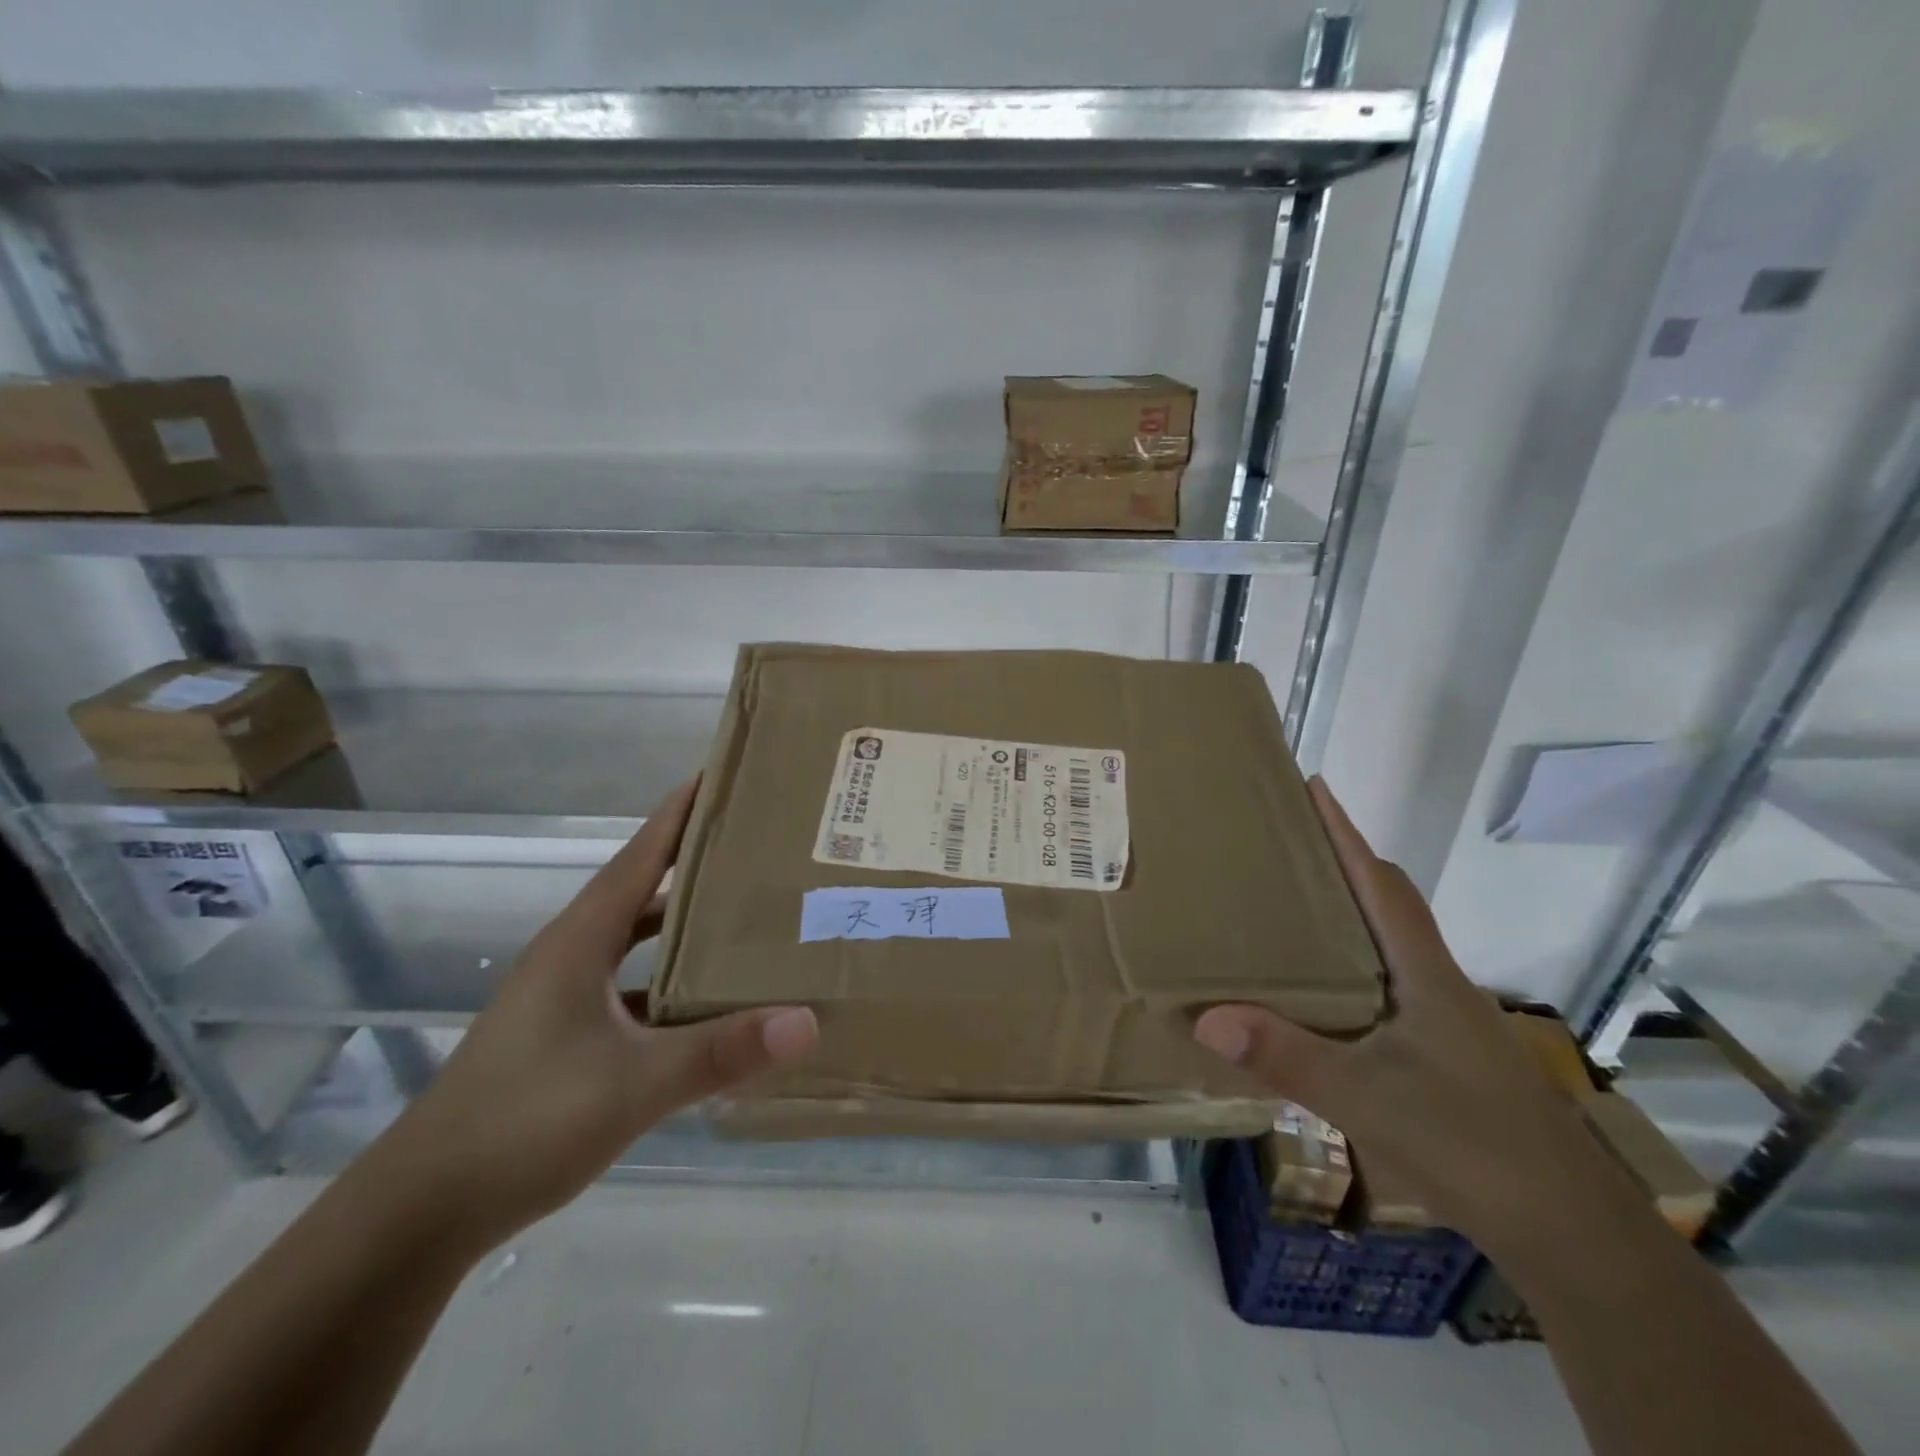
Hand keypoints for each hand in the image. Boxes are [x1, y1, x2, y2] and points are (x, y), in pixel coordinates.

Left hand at [370, 779, 817, 1249]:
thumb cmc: (525, 1122)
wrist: (422, 1211)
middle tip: (756, 843)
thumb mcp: (635, 1084)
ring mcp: (564, 997)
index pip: (640, 856)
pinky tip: (707, 998)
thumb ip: (721, 1051)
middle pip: (642, 888)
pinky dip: (670, 980)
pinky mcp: (564, 1035)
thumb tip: (806, 1021)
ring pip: (637, 941)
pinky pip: (632, 986)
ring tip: (745, 911)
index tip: (720, 774)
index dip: (678, 813)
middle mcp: (571, 955)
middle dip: (694, 861)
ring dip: (683, 923)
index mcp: (580, 941)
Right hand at [1192, 778, 1590, 1240]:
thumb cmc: (1471, 1144)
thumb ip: (1286, 1057)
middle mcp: (1438, 983)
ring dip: (1348, 915)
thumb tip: (1205, 1018)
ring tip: (1291, 910)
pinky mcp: (1447, 1053)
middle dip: (1344, 865)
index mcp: (1424, 974)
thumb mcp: (1366, 1099)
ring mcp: (1448, 1021)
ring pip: (1391, 945)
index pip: (1380, 883)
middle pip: (1389, 903)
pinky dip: (1353, 966)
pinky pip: (1390, 984)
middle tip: (1285, 848)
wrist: (1572, 1232)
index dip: (1345, 833)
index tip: (1314, 787)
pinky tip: (1323, 997)